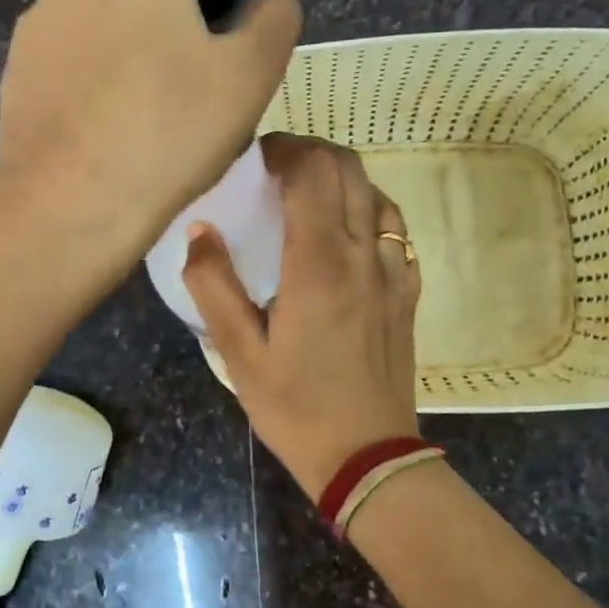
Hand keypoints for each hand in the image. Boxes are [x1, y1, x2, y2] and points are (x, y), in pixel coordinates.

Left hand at [0, 0, 301, 258]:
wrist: (69, 202)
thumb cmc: (169, 130)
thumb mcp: (250, 76)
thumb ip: (274, 18)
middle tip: (184, 26)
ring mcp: (40, 14)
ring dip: (115, 2)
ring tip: (143, 70)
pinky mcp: (18, 61)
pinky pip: (60, 31)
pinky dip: (84, 45)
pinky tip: (103, 101)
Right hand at [182, 135, 421, 499]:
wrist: (369, 458)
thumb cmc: (296, 407)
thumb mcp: (239, 353)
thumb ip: (214, 285)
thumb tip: (201, 228)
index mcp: (319, 264)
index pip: (311, 172)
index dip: (282, 149)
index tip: (252, 157)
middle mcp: (364, 254)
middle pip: (348, 169)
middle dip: (310, 152)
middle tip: (272, 167)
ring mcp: (394, 271)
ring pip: (376, 192)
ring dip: (340, 177)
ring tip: (305, 194)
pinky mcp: (407, 292)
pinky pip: (394, 227)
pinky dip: (367, 208)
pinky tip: (343, 233)